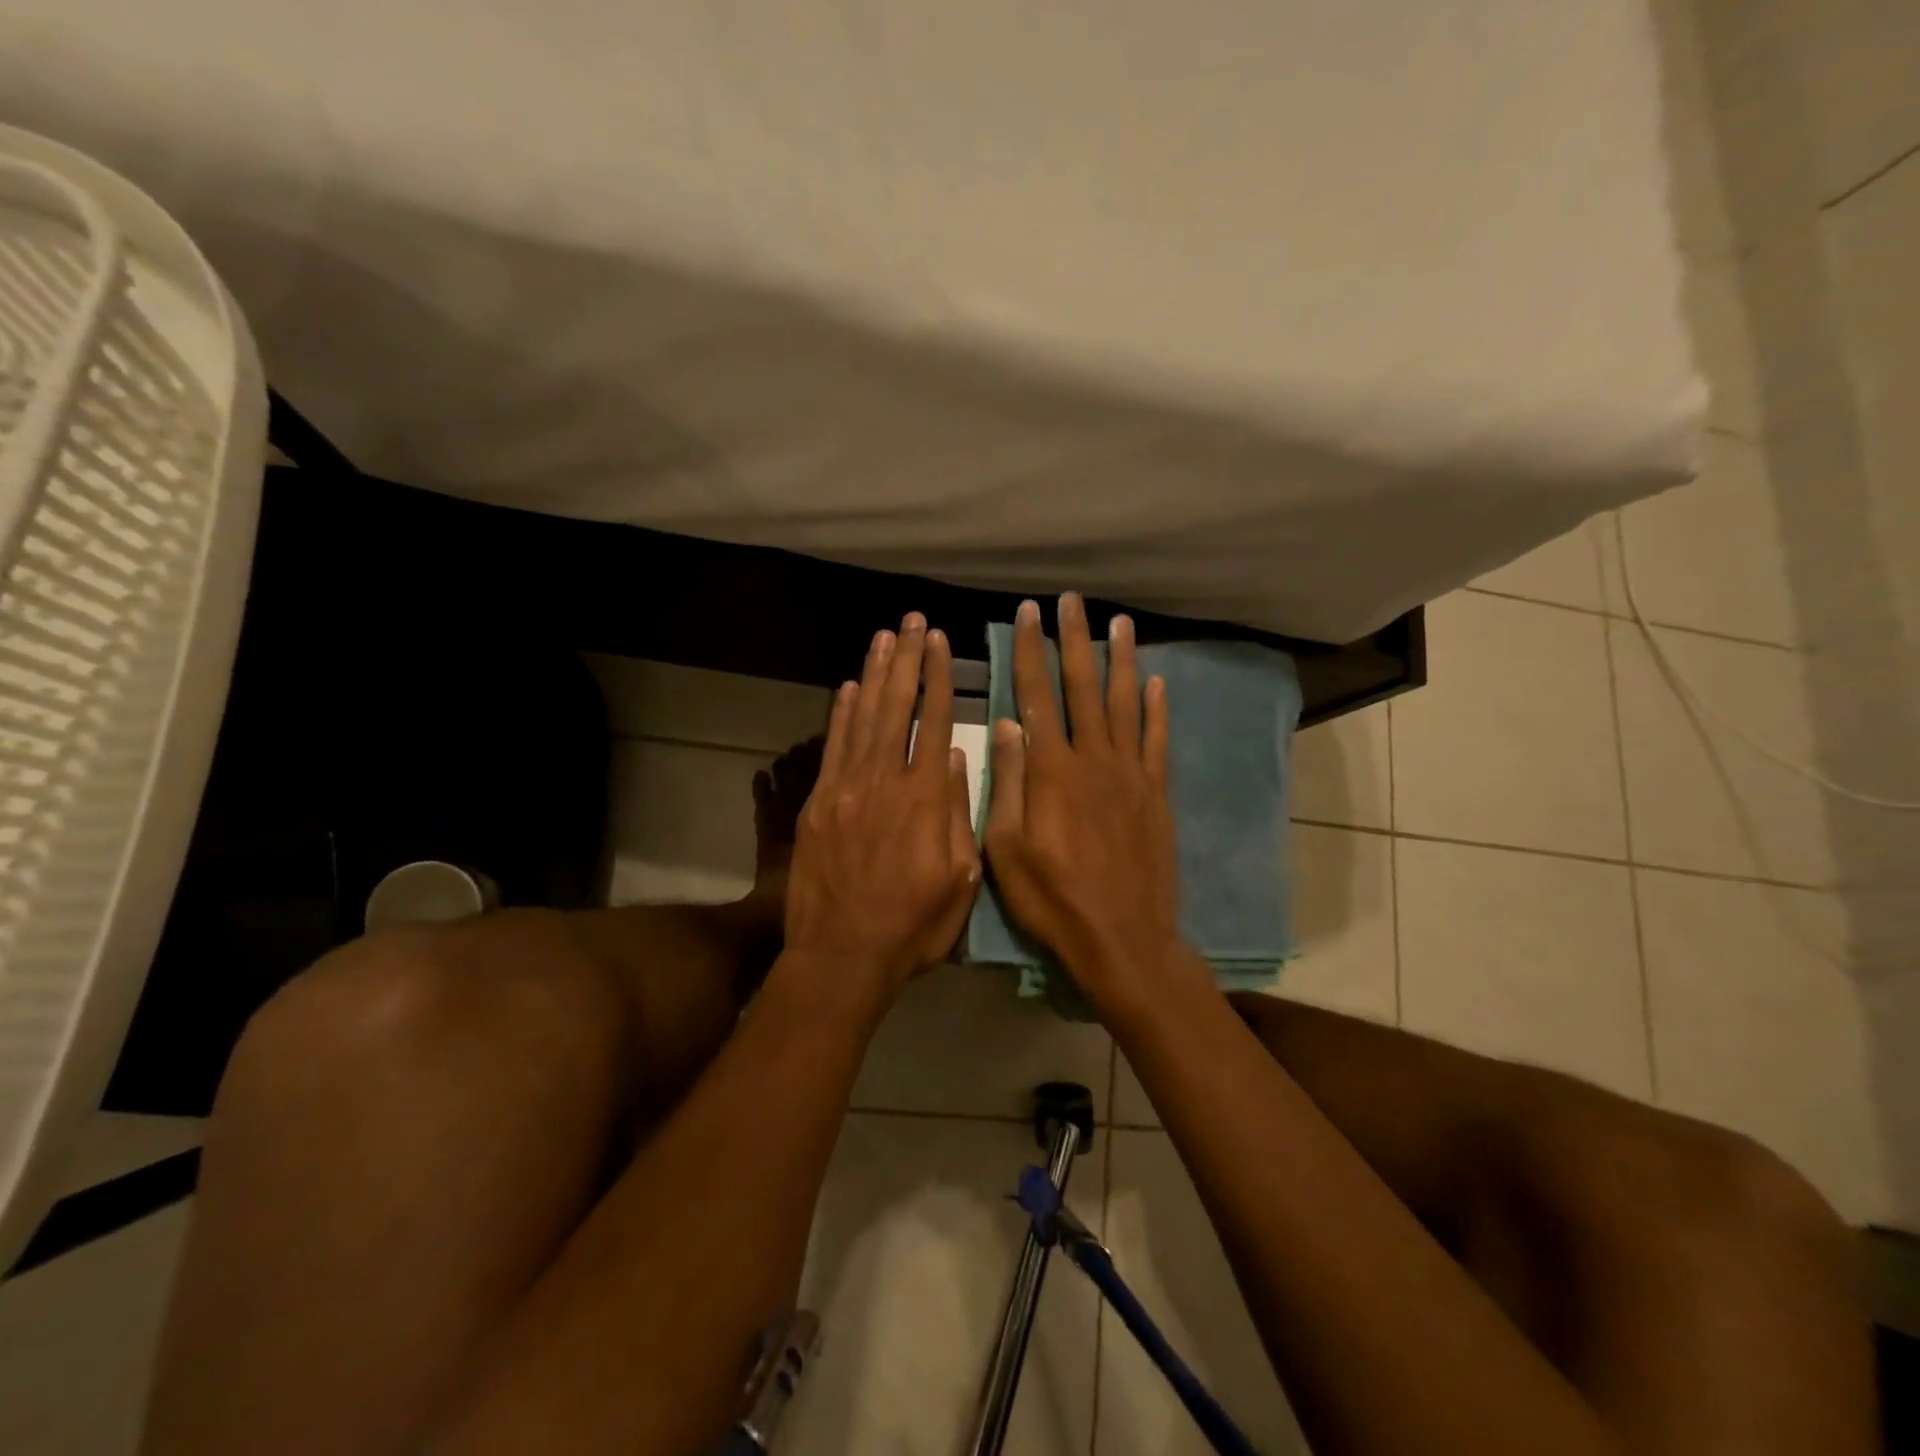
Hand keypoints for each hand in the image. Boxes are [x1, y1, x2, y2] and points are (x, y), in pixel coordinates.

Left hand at [784, 612, 980, 993]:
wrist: (842, 956)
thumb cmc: (913, 926)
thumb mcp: (960, 880)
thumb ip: (958, 814)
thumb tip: (953, 757)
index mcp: (924, 800)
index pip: (934, 723)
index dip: (938, 679)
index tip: (940, 642)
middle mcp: (884, 782)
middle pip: (895, 709)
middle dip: (906, 661)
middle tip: (911, 622)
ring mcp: (845, 790)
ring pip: (862, 719)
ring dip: (874, 676)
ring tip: (883, 638)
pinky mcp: (818, 804)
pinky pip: (831, 748)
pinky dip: (840, 715)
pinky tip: (848, 688)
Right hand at [983, 594, 1181, 1004]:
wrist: (1122, 938)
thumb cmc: (1052, 899)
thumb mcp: (1006, 848)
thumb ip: (1007, 783)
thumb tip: (1008, 724)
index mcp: (1051, 772)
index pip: (1037, 696)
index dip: (1032, 652)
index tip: (1029, 614)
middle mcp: (1093, 760)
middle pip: (1083, 688)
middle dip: (1075, 640)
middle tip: (1073, 601)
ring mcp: (1130, 775)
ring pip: (1125, 704)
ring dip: (1119, 661)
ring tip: (1118, 623)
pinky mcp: (1156, 794)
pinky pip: (1157, 741)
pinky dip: (1157, 709)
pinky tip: (1157, 682)